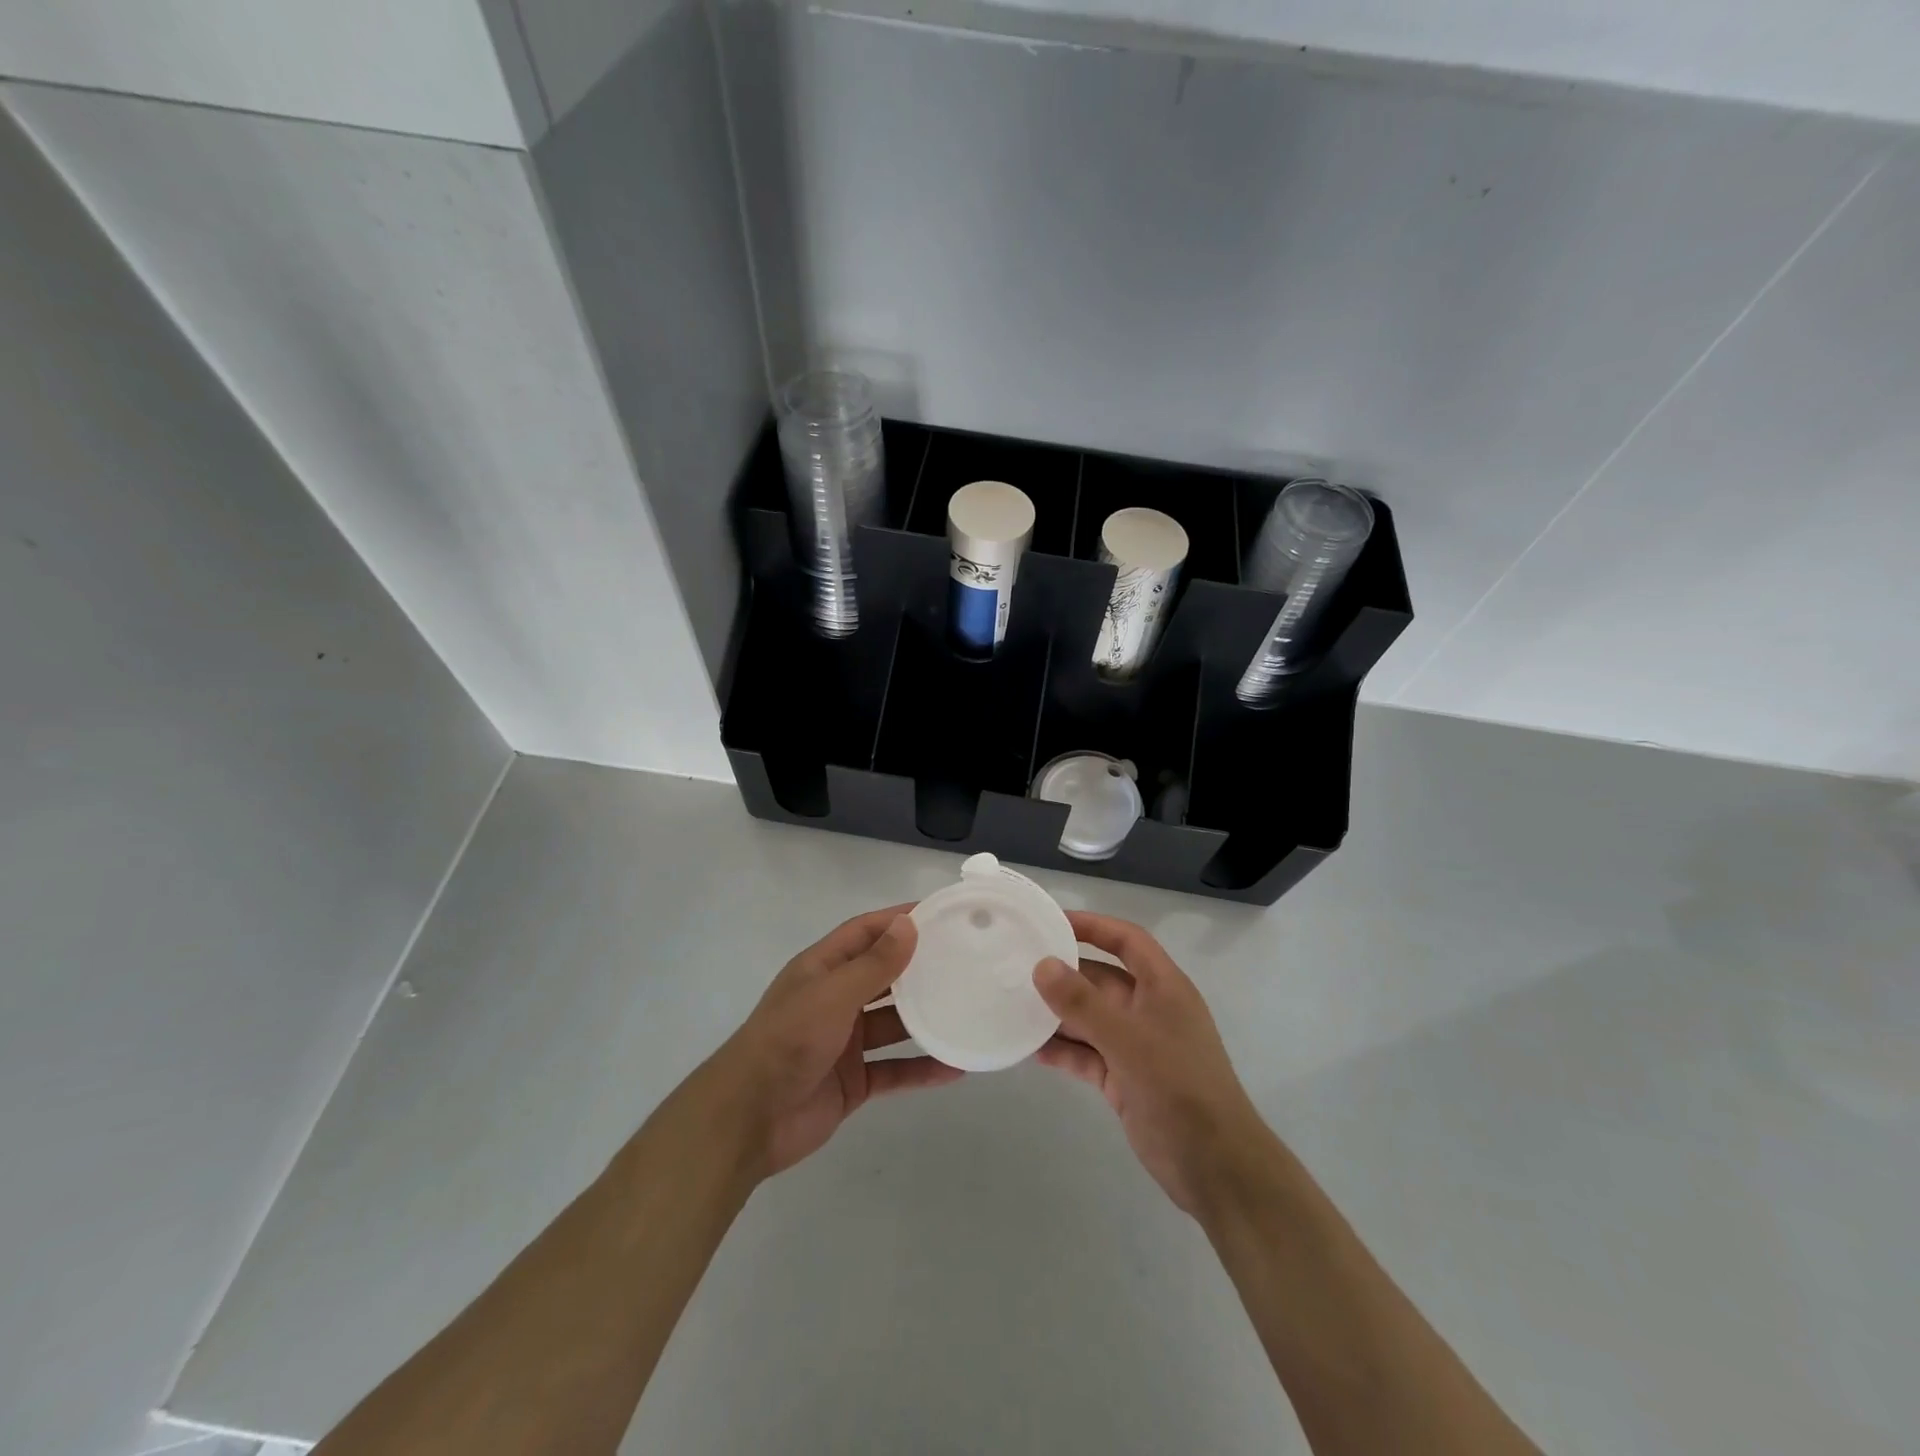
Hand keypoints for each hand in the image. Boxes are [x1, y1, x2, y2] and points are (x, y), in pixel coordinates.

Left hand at [705, 906, 963, 1178]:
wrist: (748, 1119)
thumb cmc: (788, 1040)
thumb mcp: (833, 994)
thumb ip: (874, 964)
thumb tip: (908, 924)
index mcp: (823, 969)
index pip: (866, 932)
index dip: (899, 920)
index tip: (940, 914)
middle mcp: (835, 999)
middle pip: (884, 976)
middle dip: (919, 967)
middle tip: (965, 959)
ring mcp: (845, 1042)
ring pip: (894, 1024)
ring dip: (926, 1018)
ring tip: (968, 1009)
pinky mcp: (853, 1081)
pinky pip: (895, 1069)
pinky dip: (922, 1068)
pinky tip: (955, 1068)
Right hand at [1033, 912, 1267, 1217]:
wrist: (1216, 1168)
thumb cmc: (1179, 1088)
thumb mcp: (1128, 1040)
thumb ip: (1083, 1003)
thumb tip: (1042, 965)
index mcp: (1163, 987)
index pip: (1126, 940)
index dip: (1093, 926)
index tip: (1050, 921)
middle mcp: (1149, 1010)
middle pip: (1102, 979)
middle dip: (1064, 972)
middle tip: (1017, 966)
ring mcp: (1136, 1046)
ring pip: (1090, 1018)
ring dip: (1057, 1013)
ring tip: (1012, 1004)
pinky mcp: (1125, 1079)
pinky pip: (1087, 1055)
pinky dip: (1062, 1050)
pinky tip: (1028, 1049)